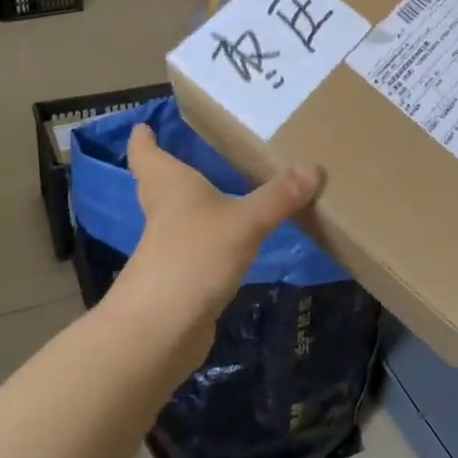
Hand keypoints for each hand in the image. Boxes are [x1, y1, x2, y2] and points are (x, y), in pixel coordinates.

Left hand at [106, 124, 323, 372]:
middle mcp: (164, 214)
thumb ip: (278, 197)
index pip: (147, 156)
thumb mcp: (244, 222)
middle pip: (157, 185)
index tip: (143, 125)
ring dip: (193, 206)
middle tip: (186, 149)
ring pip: (179, 218)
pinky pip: (197, 250)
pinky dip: (211, 242)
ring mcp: (169, 251)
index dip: (144, 140)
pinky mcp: (181, 282)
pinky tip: (234, 242)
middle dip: (167, 168)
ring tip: (221, 191)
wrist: (159, 333)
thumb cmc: (193, 259)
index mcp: (170, 188)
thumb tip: (314, 168)